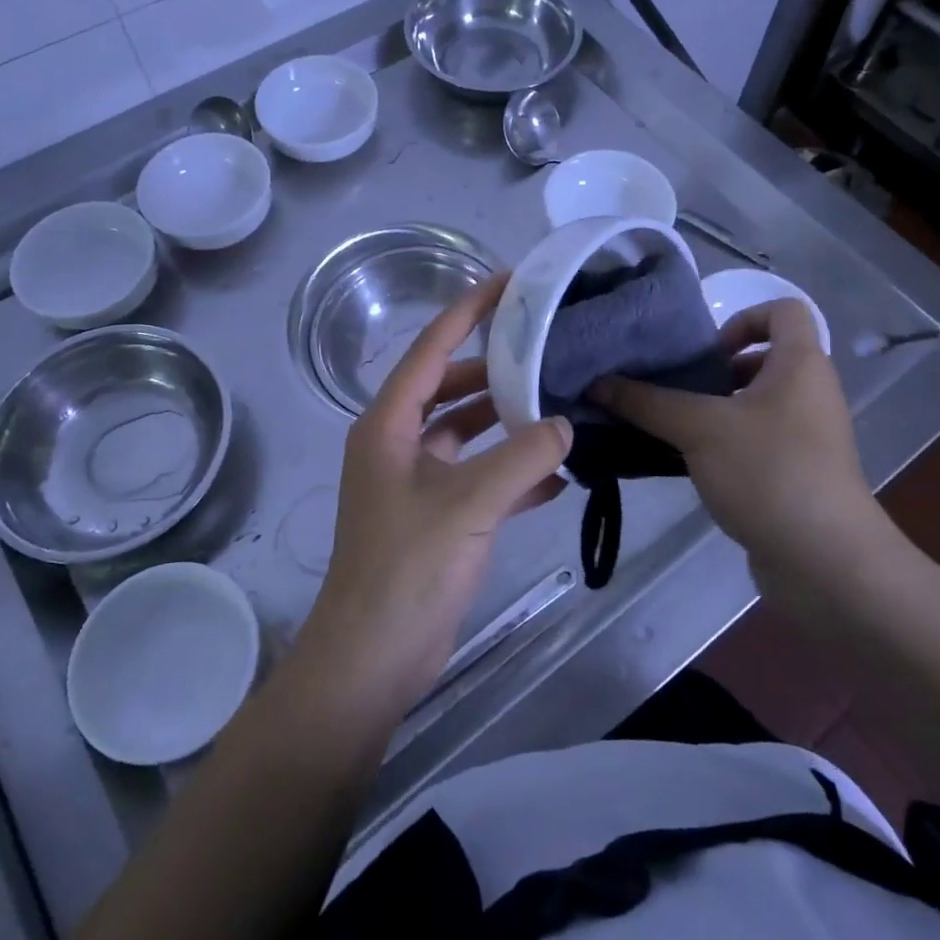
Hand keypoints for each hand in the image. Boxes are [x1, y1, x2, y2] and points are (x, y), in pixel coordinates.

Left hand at [299, 274, 571, 710]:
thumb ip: (523, 458)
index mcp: (388, 424)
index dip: (468, 311)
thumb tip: (564, 424)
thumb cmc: (409, 567)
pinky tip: (555, 477)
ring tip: (559, 407)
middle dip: (496, 369)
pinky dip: (509, 472)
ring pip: (466, 433)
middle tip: (547, 348)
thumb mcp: (470, 504)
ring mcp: (414, 480)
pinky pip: (476, 476)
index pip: (431, 349)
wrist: (375, 656)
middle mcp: (397, 442)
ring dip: (506, 423)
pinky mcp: (434, 515)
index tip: (509, 283)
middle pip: (450, 387)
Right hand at [591, 300, 904, 616]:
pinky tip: (689, 464)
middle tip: (675, 390)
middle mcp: (809, 393)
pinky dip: (724, 444)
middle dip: (715, 370)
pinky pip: (756, 441)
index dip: (742, 318)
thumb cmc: (769, 472)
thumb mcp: (699, 428)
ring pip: (755, 404)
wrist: (827, 563)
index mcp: (801, 365)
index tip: (704, 352)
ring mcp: (807, 437)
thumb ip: (646, 402)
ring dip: (714, 409)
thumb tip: (596, 382)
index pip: (783, 311)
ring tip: (672, 427)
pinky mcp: (797, 474)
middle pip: (762, 359)